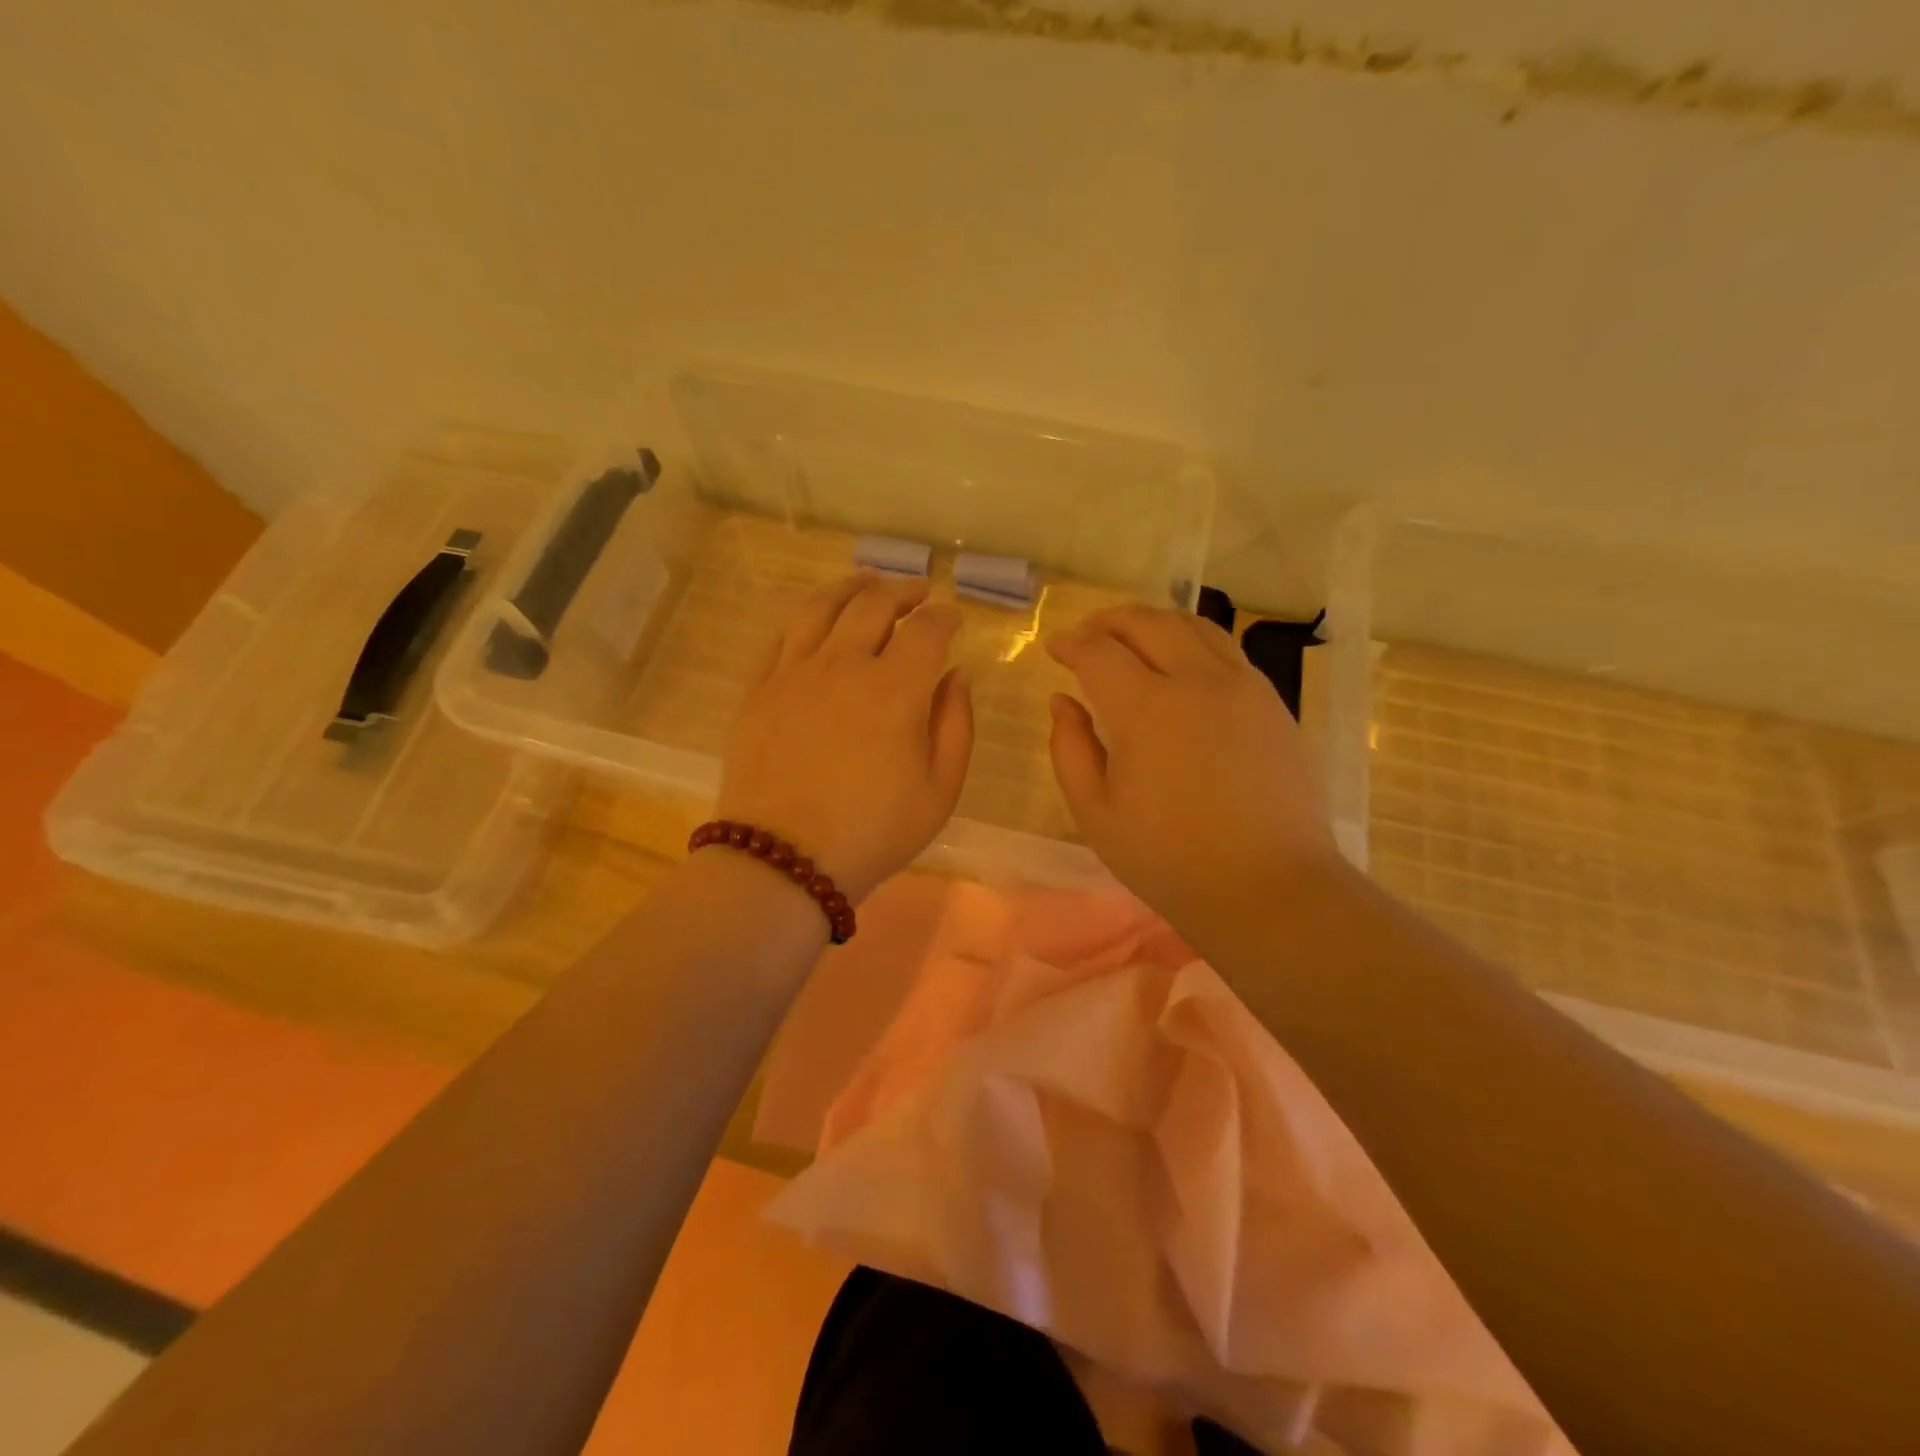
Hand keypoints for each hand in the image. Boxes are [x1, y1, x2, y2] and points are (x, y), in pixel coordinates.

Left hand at [718, 573, 972, 902]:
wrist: (784, 859)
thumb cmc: (873, 832)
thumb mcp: (940, 791)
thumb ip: (955, 725)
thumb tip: (957, 675)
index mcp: (895, 689)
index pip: (926, 629)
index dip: (944, 616)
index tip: (952, 618)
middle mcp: (844, 664)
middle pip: (874, 603)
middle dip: (903, 591)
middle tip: (917, 593)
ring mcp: (794, 672)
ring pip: (823, 606)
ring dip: (852, 587)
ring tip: (867, 583)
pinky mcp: (759, 687)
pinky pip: (783, 634)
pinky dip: (807, 616)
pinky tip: (817, 619)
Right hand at [1046, 604, 1341, 928]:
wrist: (1268, 888)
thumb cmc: (1170, 860)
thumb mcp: (1096, 813)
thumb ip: (1070, 749)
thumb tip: (1062, 701)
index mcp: (1148, 709)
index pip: (1100, 652)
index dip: (1071, 644)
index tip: (1055, 649)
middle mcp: (1198, 681)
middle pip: (1148, 622)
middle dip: (1109, 621)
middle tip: (1087, 634)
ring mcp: (1244, 686)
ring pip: (1193, 625)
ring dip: (1153, 622)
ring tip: (1131, 638)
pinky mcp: (1272, 702)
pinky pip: (1226, 649)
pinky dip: (1192, 640)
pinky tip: (1181, 664)